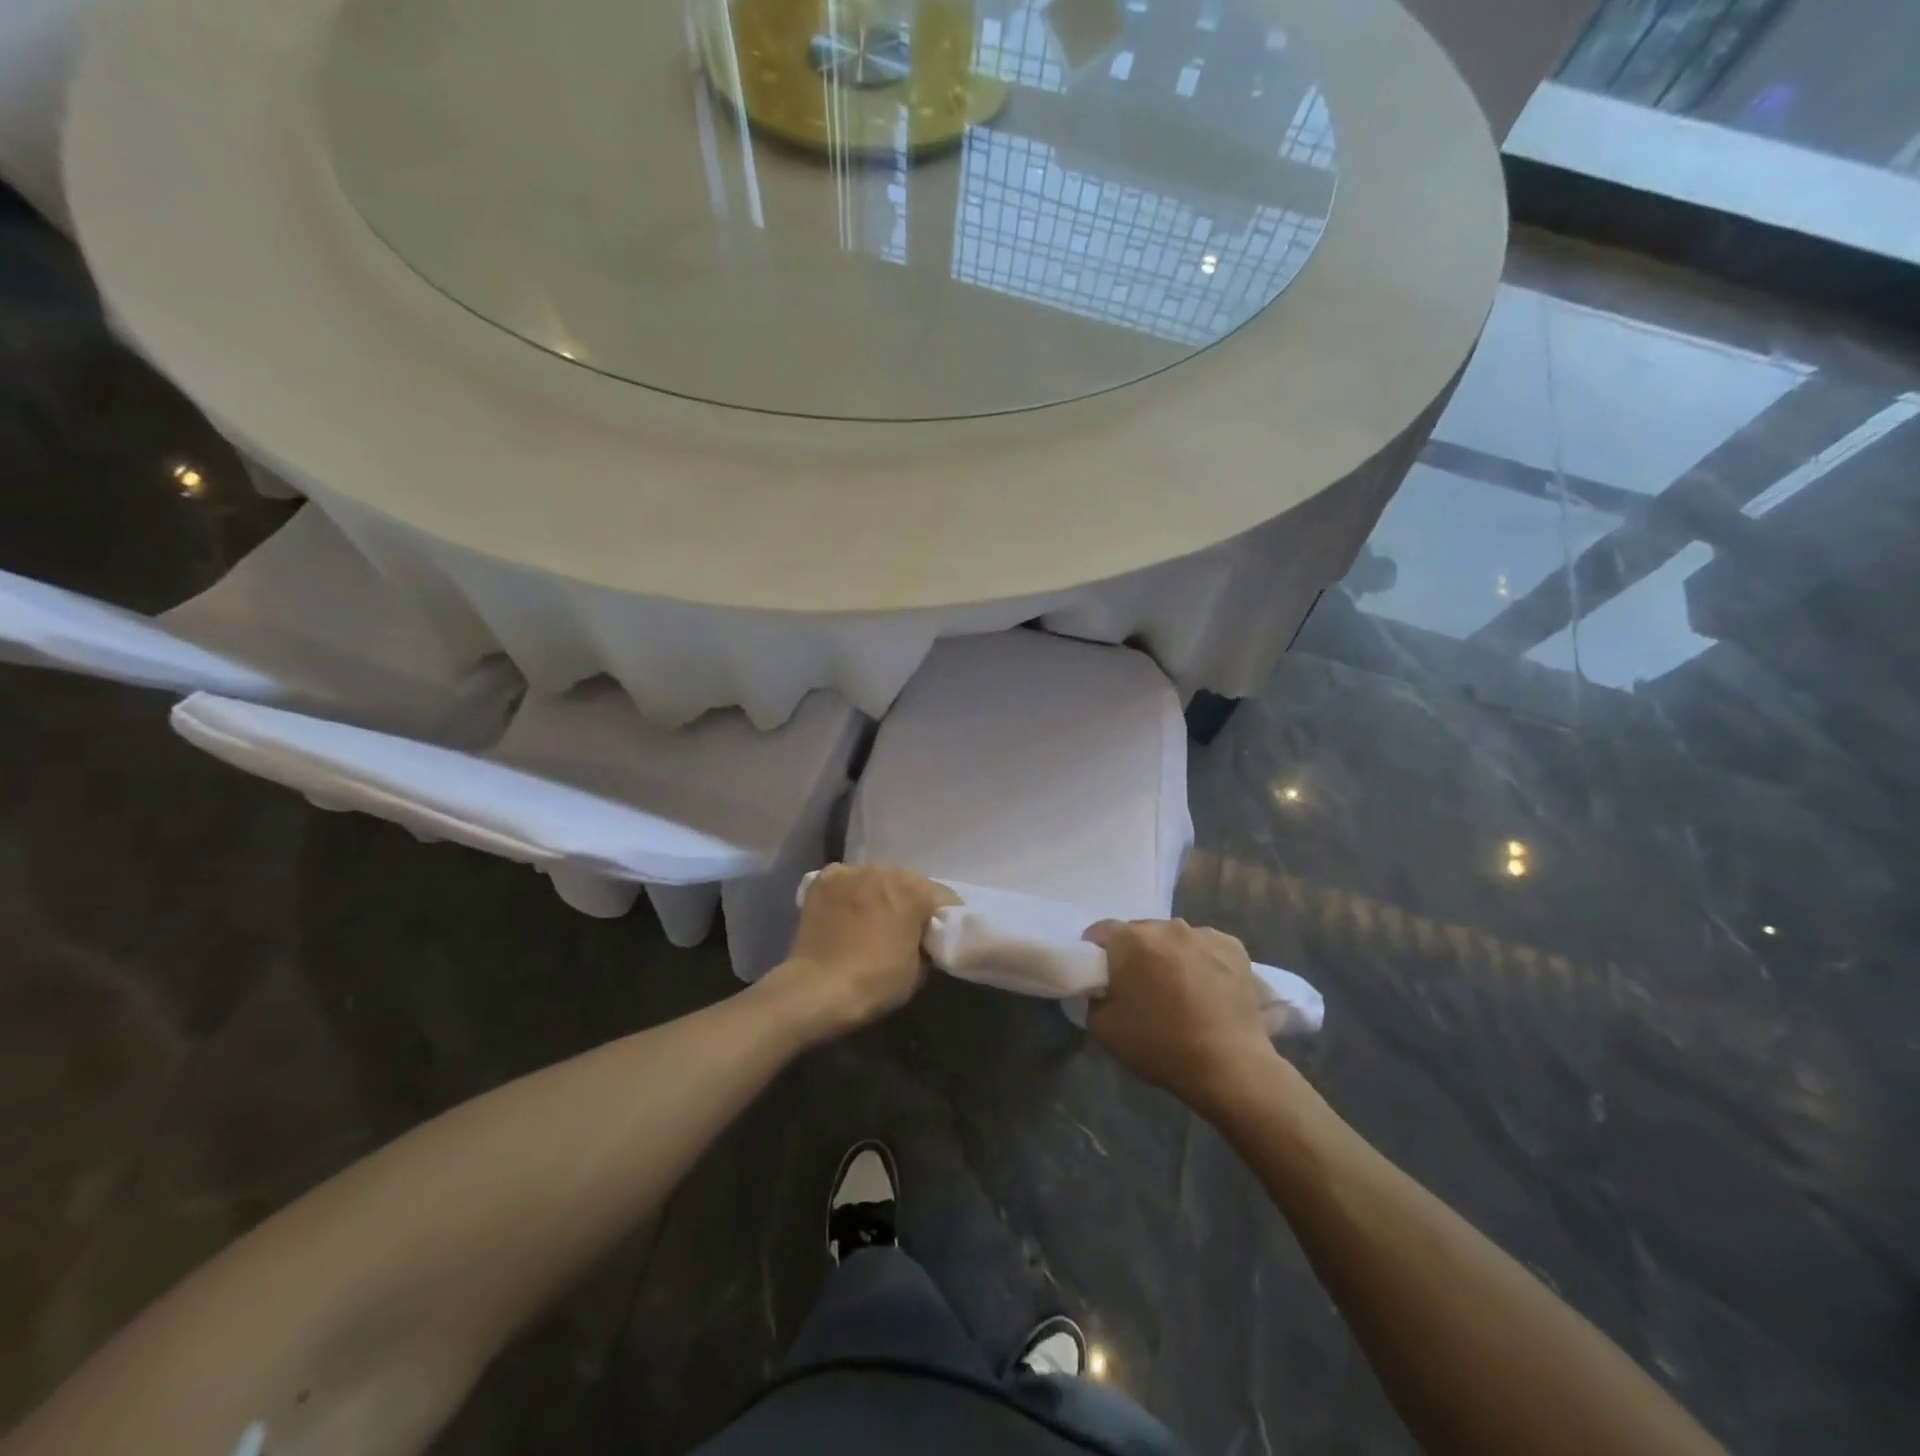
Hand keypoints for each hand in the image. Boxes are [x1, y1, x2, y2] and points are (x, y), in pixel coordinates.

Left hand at [764, 864, 957, 1039]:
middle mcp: (886, 871)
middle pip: (909, 883)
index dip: (946, 918)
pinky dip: (849, 891)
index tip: (940, 936)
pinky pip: (846, 879)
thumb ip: (926, 944)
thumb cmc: (875, 982)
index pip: (945, 897)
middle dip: (910, 902)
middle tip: (904, 928)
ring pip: (876, 878)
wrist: (817, 989)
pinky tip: (844, 910)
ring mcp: (851, 872)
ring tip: (871, 919)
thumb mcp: (918, 971)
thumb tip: (921, 937)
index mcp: (915, 891)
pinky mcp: (823, 880)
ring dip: (879, 894)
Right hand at [1083, 919, 1277, 1112]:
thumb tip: (1106, 989)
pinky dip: (1202, 961)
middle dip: (1135, 954)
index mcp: (1131, 940)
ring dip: (1169, 956)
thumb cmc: (1160, 1045)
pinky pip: (1206, 947)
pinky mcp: (1234, 947)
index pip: (1101, 931)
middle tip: (1140, 987)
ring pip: (1175, 939)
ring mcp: (1204, 934)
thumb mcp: (1103, 1028)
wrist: (1229, 1066)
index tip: (1101, 975)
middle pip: (1140, 932)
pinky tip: (1208, 990)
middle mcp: (1167, 927)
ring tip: (1180, 991)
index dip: (1096, 952)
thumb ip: (1095, 997)